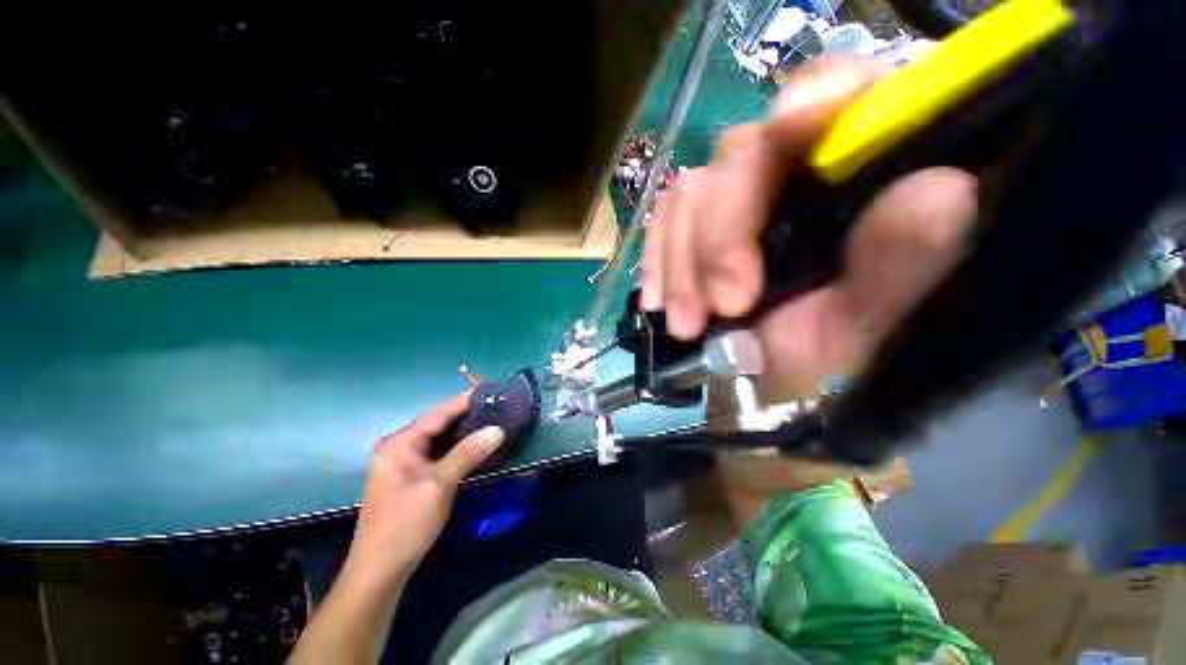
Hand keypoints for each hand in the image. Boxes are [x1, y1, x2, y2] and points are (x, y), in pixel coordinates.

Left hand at [342, 392, 504, 589]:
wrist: (380, 571)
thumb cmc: (405, 523)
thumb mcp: (439, 484)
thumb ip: (468, 453)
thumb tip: (497, 429)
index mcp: (399, 444)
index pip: (438, 414)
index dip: (464, 401)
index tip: (489, 390)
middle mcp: (399, 448)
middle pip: (439, 425)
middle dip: (467, 416)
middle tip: (497, 407)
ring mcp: (404, 464)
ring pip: (440, 440)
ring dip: (464, 433)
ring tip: (493, 422)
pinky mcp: (412, 478)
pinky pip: (439, 455)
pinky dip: (458, 449)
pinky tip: (476, 447)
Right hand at [640, 58, 977, 400]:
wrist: (765, 376)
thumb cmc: (826, 351)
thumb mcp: (867, 321)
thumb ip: (904, 261)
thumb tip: (941, 189)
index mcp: (855, 170)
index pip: (843, 90)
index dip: (816, 97)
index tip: (791, 128)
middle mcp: (790, 167)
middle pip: (739, 155)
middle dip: (720, 238)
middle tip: (725, 307)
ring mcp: (732, 195)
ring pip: (689, 194)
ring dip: (681, 267)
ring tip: (688, 324)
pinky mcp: (692, 223)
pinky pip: (662, 221)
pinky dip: (657, 261)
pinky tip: (659, 300)